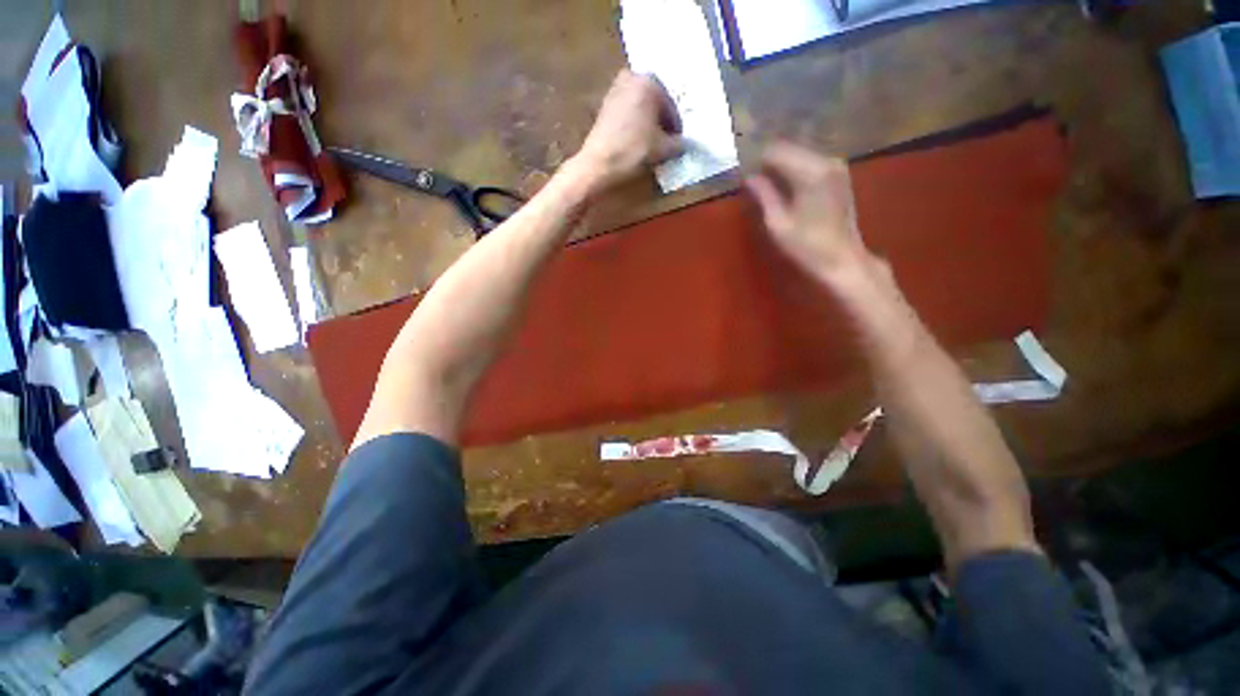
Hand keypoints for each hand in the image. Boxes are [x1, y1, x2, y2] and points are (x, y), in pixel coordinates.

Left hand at [572, 70, 683, 190]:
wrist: (599, 163)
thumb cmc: (634, 150)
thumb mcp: (663, 149)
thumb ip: (679, 144)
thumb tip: (684, 144)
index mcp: (650, 81)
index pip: (671, 106)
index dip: (676, 127)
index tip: (677, 143)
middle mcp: (632, 77)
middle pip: (655, 102)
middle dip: (661, 121)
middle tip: (665, 142)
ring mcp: (615, 89)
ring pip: (641, 106)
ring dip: (648, 122)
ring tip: (652, 144)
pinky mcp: (605, 104)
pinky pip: (628, 111)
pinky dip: (635, 124)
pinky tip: (636, 142)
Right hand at [746, 143, 872, 284]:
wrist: (842, 259)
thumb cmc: (806, 246)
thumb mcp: (778, 223)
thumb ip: (763, 195)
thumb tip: (748, 177)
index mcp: (810, 172)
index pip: (775, 151)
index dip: (756, 161)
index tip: (743, 176)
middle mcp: (826, 161)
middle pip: (788, 148)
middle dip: (768, 162)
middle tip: (752, 182)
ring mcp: (836, 166)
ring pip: (799, 154)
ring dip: (781, 166)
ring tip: (765, 186)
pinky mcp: (839, 175)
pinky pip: (810, 162)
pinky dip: (794, 170)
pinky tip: (785, 188)